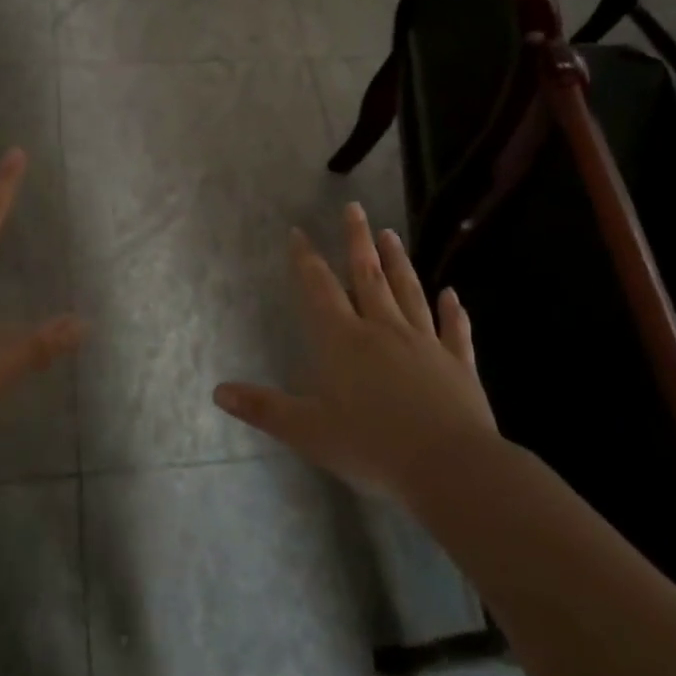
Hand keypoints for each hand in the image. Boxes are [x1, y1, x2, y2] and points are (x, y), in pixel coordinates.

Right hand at [215, 203, 501, 504]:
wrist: (449, 468)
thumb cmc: (371, 448)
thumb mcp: (307, 432)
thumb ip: (264, 409)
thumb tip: (218, 391)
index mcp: (343, 342)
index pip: (319, 290)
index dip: (306, 260)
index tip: (299, 232)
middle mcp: (383, 330)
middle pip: (368, 276)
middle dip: (358, 241)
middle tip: (354, 208)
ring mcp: (425, 344)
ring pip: (409, 293)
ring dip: (398, 262)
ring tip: (391, 234)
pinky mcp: (457, 365)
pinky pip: (454, 330)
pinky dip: (453, 312)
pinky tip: (453, 295)